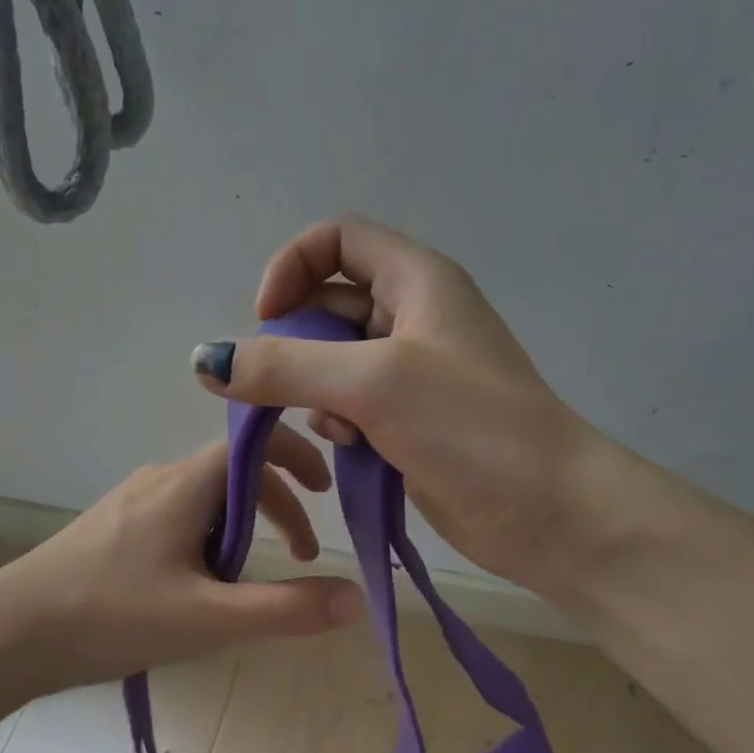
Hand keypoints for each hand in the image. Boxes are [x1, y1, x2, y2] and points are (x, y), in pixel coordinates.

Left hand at [0, 431, 363, 691]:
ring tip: (248, 585)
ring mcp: (131, 501)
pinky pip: (178, 518)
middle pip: (235, 476)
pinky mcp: (113, 527)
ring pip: (206, 501)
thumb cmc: (111, 615)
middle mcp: (159, 478)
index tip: (326, 492)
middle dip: (277, 510)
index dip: (298, 458)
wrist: (10, 633)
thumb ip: (286, 609)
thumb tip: (358, 598)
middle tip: (300, 559)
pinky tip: (198, 588)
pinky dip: (209, 541)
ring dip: (241, 531)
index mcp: (185, 483)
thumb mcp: (208, 618)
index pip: (255, 443)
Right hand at [189, 215, 591, 589]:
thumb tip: (204, 359)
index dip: (292, 267)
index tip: (267, 320)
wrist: (550, 513)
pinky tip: (351, 448)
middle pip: (328, 303)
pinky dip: (337, 422)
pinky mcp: (409, 422)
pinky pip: (350, 405)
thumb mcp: (373, 383)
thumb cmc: (472, 428)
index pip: (337, 239)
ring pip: (333, 362)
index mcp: (417, 281)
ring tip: (332, 424)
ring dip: (314, 389)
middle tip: (277, 384)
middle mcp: (413, 317)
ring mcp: (412, 373)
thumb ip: (284, 366)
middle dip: (295, 341)